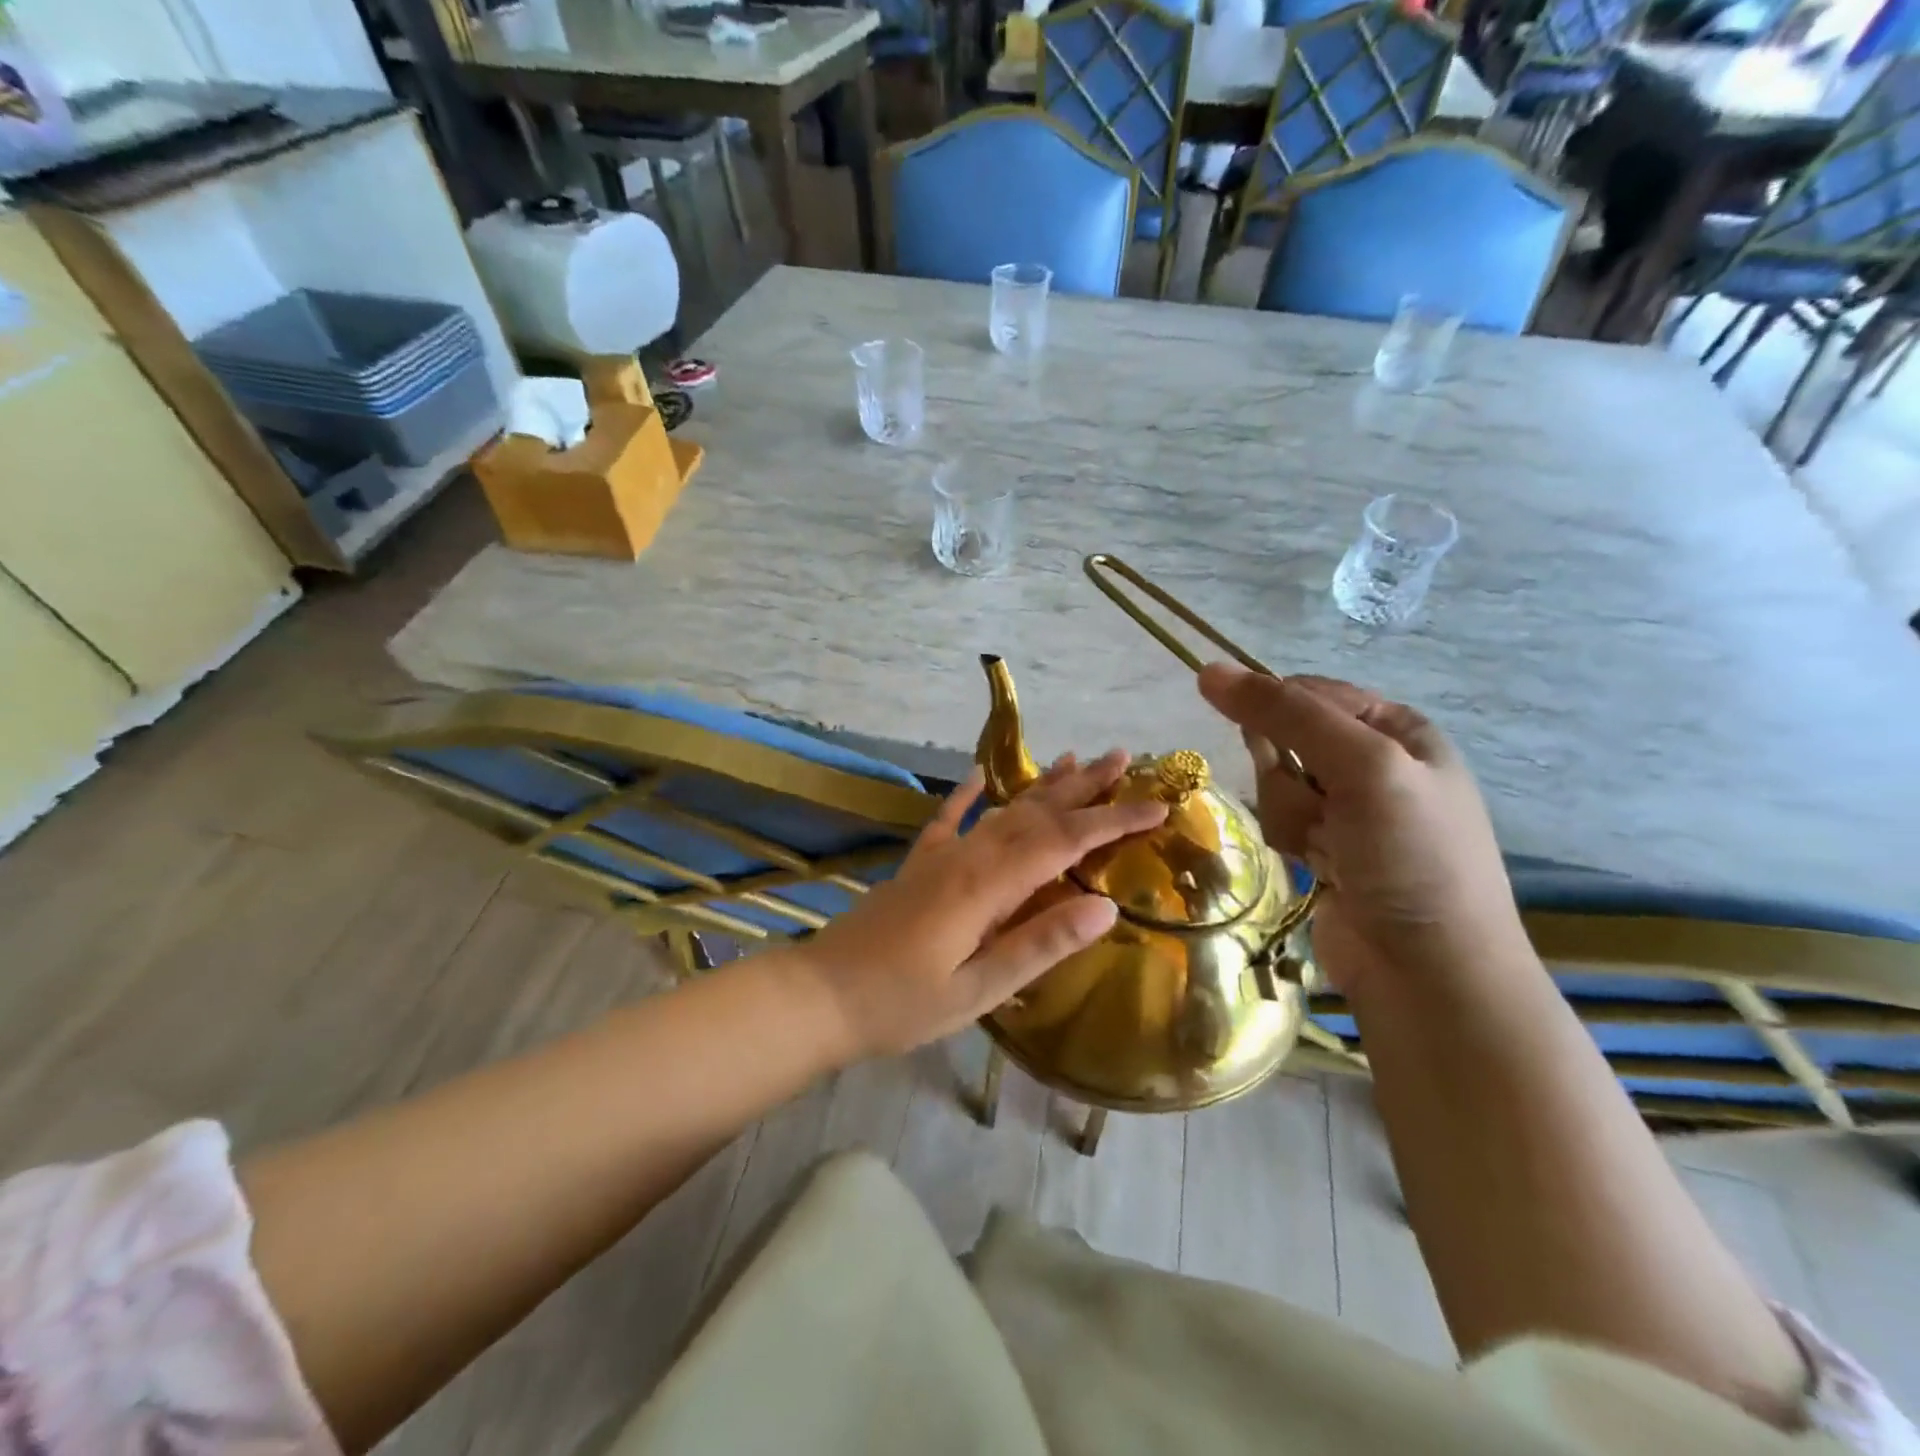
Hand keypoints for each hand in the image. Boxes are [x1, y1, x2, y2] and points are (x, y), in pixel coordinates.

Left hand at [793, 751, 1168, 1060]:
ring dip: (1041, 786)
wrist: (820, 995)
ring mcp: (939, 857)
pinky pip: (948, 821)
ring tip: (1073, 759)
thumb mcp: (979, 989)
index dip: (1113, 821)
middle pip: (1036, 813)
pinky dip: (967, 795)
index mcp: (988, 886)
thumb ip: (1041, 944)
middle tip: (1124, 758)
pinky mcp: (917, 866)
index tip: (1157, 804)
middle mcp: (967, 857)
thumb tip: (1107, 907)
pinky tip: (980, 774)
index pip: (1064, 842)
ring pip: (1001, 810)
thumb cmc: (901, 1004)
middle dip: (1084, 787)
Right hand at [1197, 664, 1528, 993]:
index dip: (1276, 712)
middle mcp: (1374, 762)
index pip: (1310, 692)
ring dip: (1289, 814)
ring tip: (1325, 849)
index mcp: (1397, 729)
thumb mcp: (1361, 766)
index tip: (1261, 744)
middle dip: (1286, 775)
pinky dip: (1289, 841)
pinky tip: (1317, 868)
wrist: (1428, 972)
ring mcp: (1349, 809)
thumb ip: (1285, 714)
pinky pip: (1281, 822)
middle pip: (1284, 739)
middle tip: (1319, 808)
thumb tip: (1209, 670)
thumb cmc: (1410, 857)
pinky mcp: (1326, 849)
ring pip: (1275, 783)